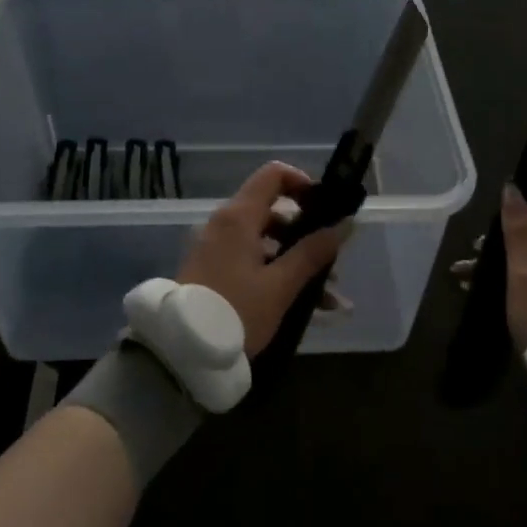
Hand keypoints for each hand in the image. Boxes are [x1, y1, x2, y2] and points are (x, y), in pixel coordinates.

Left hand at [176, 162, 349, 356]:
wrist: (181, 351)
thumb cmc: (236, 312)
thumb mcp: (280, 286)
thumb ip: (313, 253)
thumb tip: (345, 224)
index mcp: (239, 217)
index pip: (274, 174)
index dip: (303, 183)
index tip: (326, 208)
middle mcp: (225, 223)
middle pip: (274, 211)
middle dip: (308, 235)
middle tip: (333, 263)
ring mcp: (217, 247)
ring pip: (267, 242)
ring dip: (298, 262)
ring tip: (329, 299)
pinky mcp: (214, 270)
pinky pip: (253, 261)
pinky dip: (278, 275)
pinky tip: (308, 309)